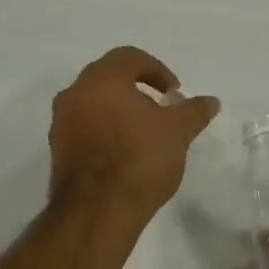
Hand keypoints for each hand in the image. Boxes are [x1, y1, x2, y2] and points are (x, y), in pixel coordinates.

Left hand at [48, 47, 220, 216]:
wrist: (96, 211)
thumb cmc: (139, 159)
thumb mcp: (177, 132)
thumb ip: (193, 111)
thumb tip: (211, 101)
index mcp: (101, 80)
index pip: (129, 57)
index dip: (157, 70)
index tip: (174, 93)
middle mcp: (74, 94)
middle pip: (108, 79)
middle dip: (137, 89)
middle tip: (161, 110)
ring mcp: (61, 124)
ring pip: (94, 104)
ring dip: (120, 110)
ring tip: (145, 134)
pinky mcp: (58, 151)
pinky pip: (85, 128)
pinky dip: (105, 131)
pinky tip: (126, 154)